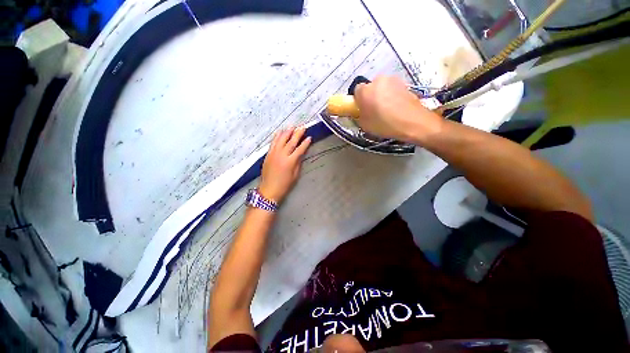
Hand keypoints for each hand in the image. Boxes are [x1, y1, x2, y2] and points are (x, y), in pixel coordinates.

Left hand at [259, 127, 311, 203]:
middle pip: (291, 142)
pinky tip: (279, 132)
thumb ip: (298, 163)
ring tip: (292, 126)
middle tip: (302, 127)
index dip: (305, 143)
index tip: (309, 137)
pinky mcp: (268, 154)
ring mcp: (274, 154)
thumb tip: (301, 154)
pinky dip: (276, 136)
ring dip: (287, 132)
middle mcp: (282, 155)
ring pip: (281, 140)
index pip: (299, 149)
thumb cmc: (284, 185)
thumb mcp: (295, 175)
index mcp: (290, 162)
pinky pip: (273, 143)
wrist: (269, 189)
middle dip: (297, 134)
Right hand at [354, 75, 443, 143]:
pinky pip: (393, 89)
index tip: (362, 109)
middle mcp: (377, 80)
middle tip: (374, 110)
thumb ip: (359, 115)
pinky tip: (396, 107)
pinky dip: (393, 96)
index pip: (357, 91)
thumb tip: (360, 112)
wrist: (412, 122)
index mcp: (365, 91)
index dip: (359, 100)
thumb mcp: (364, 125)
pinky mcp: (404, 83)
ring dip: (382, 95)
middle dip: (371, 96)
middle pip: (370, 87)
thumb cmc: (384, 124)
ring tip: (387, 110)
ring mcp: (393, 80)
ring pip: (382, 87)